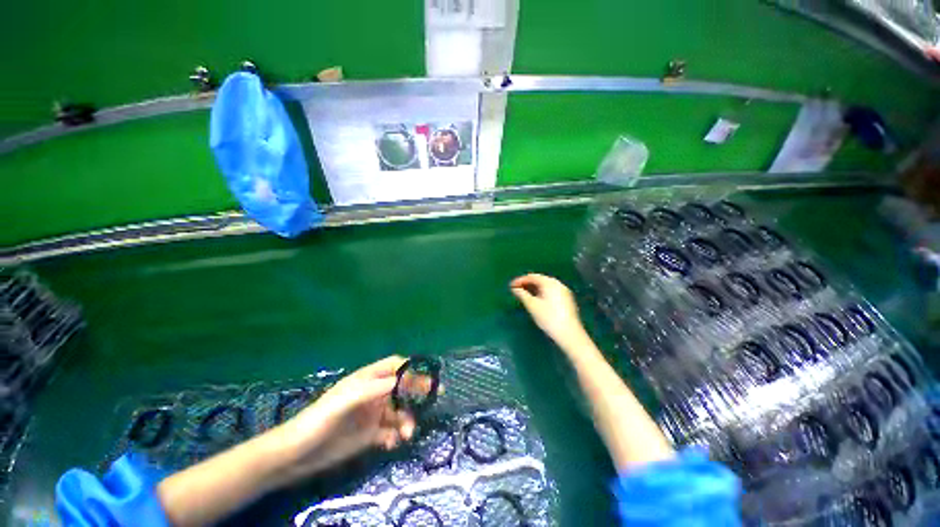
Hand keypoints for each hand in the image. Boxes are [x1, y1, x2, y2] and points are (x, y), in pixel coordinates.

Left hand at [278, 356, 420, 477]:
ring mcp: (373, 414)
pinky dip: (395, 436)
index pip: (395, 367)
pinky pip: (391, 431)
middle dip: (417, 393)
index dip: (411, 369)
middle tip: (434, 398)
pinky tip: (391, 444)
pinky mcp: (370, 435)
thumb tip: (402, 379)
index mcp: (367, 379)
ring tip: (407, 434)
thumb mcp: (346, 399)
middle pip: (402, 388)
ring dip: (407, 420)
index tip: (427, 376)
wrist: (298, 454)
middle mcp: (373, 394)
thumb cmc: (320, 419)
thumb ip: (373, 388)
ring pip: (399, 412)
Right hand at [510, 274, 588, 349]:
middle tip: (516, 290)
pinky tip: (537, 300)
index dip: (520, 280)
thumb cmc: (549, 318)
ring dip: (534, 288)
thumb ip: (522, 294)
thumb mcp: (532, 305)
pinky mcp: (566, 299)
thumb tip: (515, 289)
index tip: (511, 286)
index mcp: (549, 283)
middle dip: (527, 284)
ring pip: (546, 286)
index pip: (532, 276)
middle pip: (540, 280)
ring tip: (524, 295)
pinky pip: (551, 291)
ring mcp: (564, 291)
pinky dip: (542, 293)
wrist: (570, 334)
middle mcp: (558, 284)